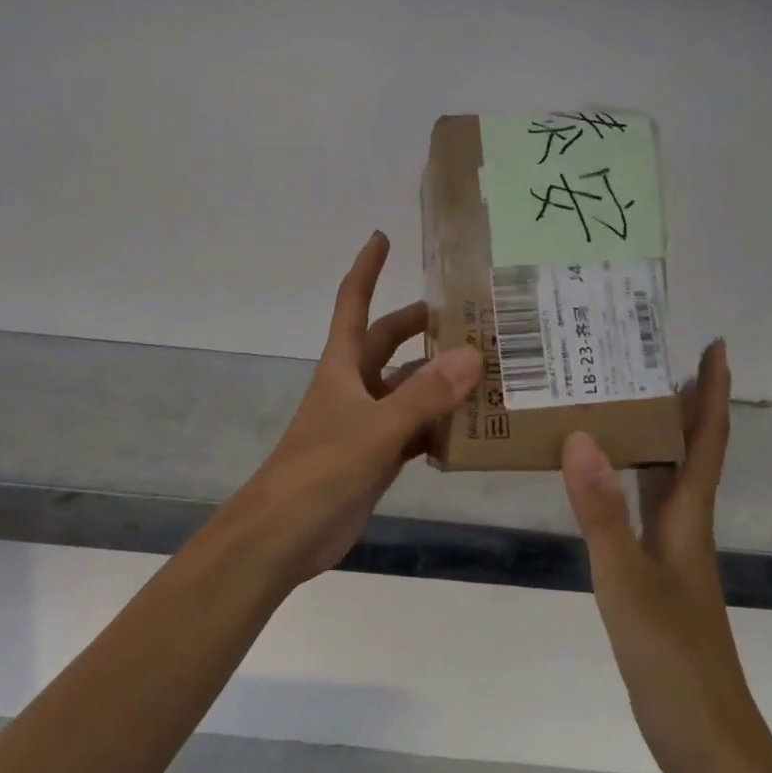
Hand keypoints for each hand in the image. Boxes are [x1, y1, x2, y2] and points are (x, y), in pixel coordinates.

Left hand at [231, 232, 481, 584]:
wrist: (284, 535)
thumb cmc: (320, 470)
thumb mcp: (376, 428)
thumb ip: (424, 395)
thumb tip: (472, 355)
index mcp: (343, 366)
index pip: (354, 303)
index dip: (367, 269)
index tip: (382, 237)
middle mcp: (354, 386)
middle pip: (388, 343)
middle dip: (421, 326)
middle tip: (470, 315)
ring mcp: (365, 422)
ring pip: (407, 388)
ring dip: (439, 379)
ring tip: (487, 370)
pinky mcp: (376, 457)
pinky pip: (414, 430)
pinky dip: (439, 426)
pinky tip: (472, 428)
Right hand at [561, 340, 745, 772]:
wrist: (704, 737)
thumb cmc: (672, 656)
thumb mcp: (626, 579)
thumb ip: (602, 511)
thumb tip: (580, 437)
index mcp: (688, 517)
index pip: (705, 440)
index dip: (712, 392)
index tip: (714, 345)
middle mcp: (685, 524)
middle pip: (689, 451)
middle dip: (681, 402)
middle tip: (646, 357)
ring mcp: (672, 552)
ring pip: (665, 478)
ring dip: (654, 437)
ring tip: (620, 400)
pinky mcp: (655, 575)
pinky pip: (642, 507)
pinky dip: (627, 480)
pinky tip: (601, 478)